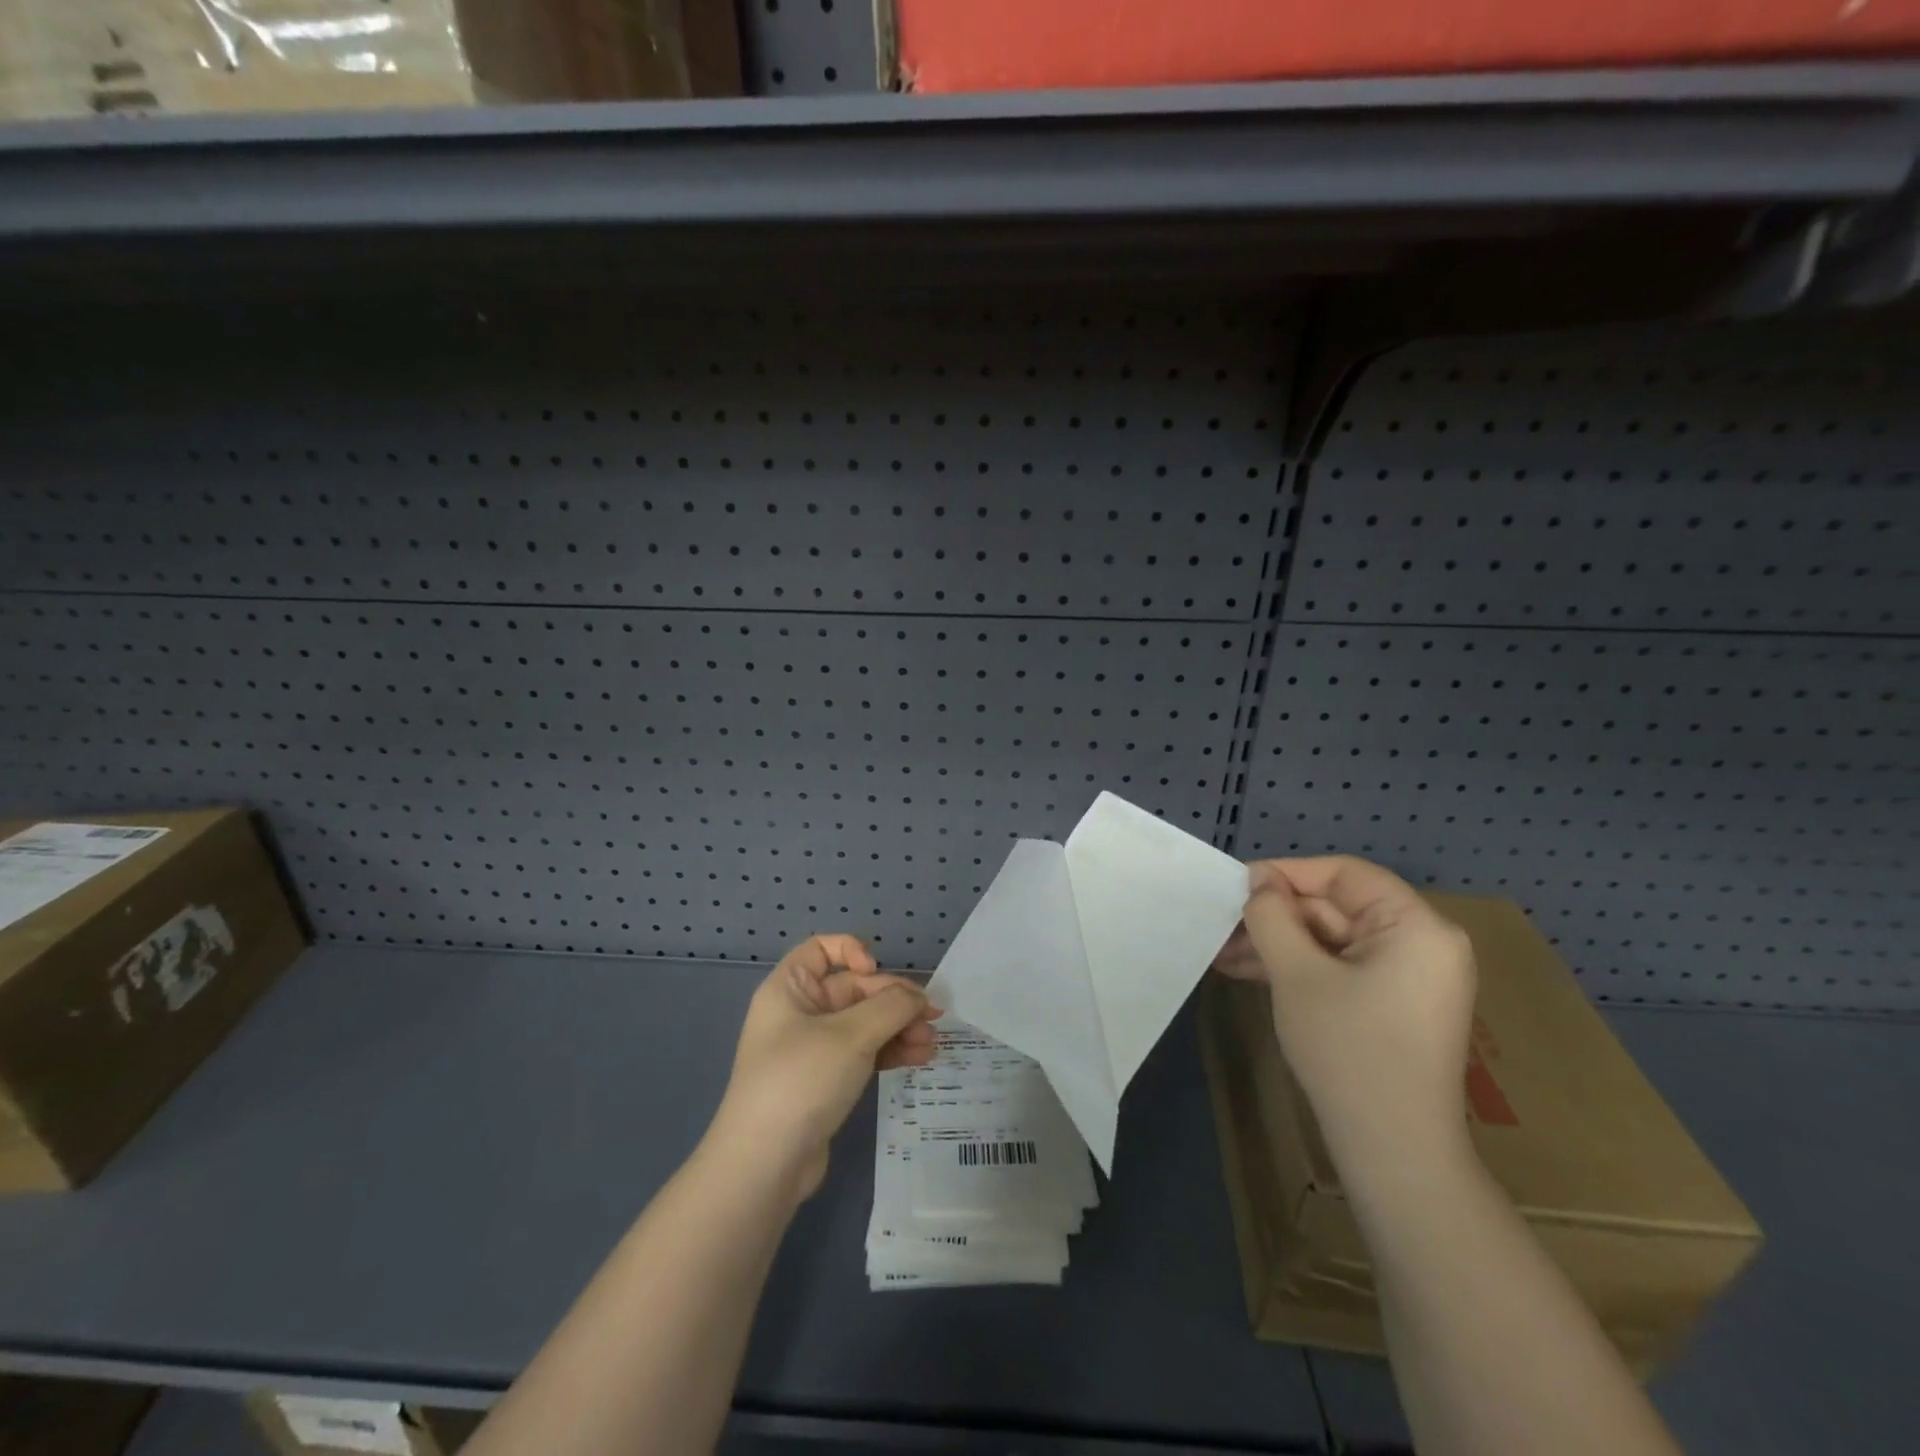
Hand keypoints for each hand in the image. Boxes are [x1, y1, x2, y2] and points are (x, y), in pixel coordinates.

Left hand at [710, 934, 938, 1200]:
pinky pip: (863, 1053)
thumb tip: (918, 997)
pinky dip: (890, 1051)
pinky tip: (919, 1058)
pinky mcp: (826, 1081)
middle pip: (854, 989)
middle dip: (894, 1001)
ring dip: (899, 1028)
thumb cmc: (801, 1080)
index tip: (875, 972)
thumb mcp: (850, 1036)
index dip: (851, 951)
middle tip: (932, 1017)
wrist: (765, 1165)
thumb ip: (891, 1007)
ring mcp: (813, 1049)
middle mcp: (799, 1012)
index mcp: (790, 989)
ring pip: (864, 1023)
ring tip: (931, 1044)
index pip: (821, 949)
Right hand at [1214, 857, 1477, 1175]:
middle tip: (1222, 926)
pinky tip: (1250, 973)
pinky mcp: (1394, 1004)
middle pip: (1336, 907)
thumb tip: (1259, 882)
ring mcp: (1410, 977)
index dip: (1287, 873)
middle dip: (1276, 917)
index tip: (1238, 886)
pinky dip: (1299, 968)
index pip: (1345, 874)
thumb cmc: (1349, 1049)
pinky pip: (1341, 967)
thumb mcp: (1297, 973)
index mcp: (1416, 926)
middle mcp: (1422, 943)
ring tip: (1224, 954)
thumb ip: (1272, 916)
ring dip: (1278, 944)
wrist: (1394, 1151)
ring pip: (1332, 939)